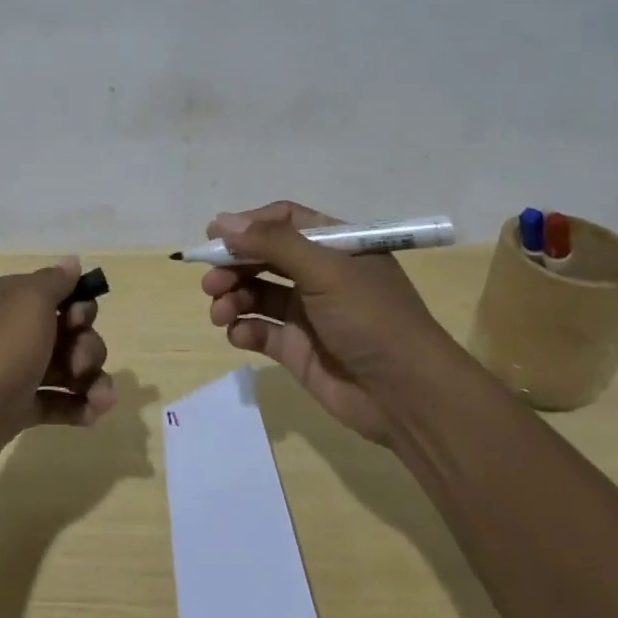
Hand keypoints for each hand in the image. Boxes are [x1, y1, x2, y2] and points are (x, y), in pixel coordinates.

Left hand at [0, 258, 113, 491]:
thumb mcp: (30, 302)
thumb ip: (55, 281)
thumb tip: (71, 262)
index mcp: (14, 300)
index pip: (61, 294)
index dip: (80, 307)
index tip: (77, 321)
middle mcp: (16, 331)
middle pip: (71, 333)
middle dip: (88, 347)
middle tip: (78, 364)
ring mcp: (18, 371)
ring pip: (69, 369)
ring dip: (91, 380)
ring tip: (99, 399)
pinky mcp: (19, 408)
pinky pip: (58, 402)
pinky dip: (78, 406)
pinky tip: (93, 415)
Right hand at [200, 201, 457, 444]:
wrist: (407, 396)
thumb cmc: (371, 319)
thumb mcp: (325, 271)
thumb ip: (273, 243)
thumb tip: (222, 222)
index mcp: (335, 246)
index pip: (284, 221)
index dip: (248, 226)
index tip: (215, 238)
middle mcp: (319, 274)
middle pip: (263, 258)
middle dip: (233, 266)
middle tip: (211, 282)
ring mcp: (307, 313)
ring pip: (256, 293)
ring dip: (232, 297)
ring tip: (220, 312)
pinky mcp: (297, 349)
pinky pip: (260, 330)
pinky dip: (244, 329)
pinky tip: (239, 335)